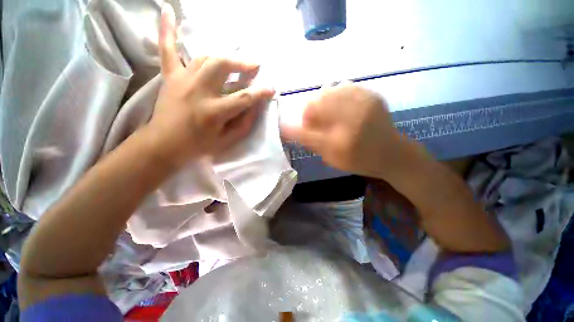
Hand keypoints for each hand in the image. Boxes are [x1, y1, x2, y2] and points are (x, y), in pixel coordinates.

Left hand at [147, 4, 274, 166]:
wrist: (164, 144)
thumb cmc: (199, 145)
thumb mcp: (227, 141)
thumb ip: (244, 123)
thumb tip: (255, 106)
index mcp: (214, 112)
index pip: (244, 98)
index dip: (261, 92)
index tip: (272, 88)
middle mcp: (198, 91)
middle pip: (222, 66)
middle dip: (242, 63)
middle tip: (254, 65)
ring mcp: (182, 80)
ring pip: (205, 58)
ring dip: (224, 57)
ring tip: (235, 61)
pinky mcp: (170, 77)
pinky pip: (167, 50)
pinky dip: (167, 30)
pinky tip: (167, 10)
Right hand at [281, 84, 415, 177]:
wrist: (391, 153)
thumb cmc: (359, 160)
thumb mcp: (332, 157)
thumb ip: (310, 141)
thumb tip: (286, 128)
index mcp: (341, 138)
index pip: (308, 123)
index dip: (301, 122)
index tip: (304, 128)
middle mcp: (352, 116)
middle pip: (316, 101)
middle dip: (311, 112)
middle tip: (318, 122)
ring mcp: (363, 101)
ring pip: (328, 90)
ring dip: (322, 102)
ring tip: (330, 114)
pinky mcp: (371, 94)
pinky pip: (343, 86)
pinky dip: (336, 95)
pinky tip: (341, 107)